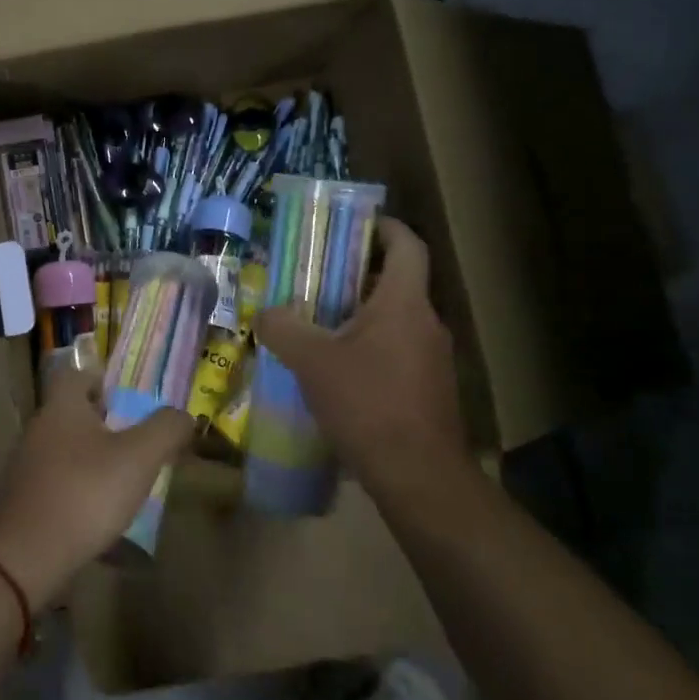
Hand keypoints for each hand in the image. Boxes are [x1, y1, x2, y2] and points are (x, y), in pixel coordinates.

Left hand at [0, 365, 194, 608]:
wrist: (27, 557)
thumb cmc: (86, 493)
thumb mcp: (139, 457)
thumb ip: (166, 429)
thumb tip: (183, 415)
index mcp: (61, 407)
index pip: (75, 374)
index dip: (102, 380)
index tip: (128, 399)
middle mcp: (38, 428)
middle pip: (71, 413)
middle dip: (103, 423)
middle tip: (135, 441)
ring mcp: (25, 466)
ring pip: (64, 449)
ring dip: (91, 459)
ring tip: (121, 481)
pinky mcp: (22, 500)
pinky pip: (56, 482)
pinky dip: (77, 489)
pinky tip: (97, 513)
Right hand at [252, 217, 468, 502]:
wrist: (418, 475)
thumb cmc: (368, 404)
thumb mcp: (312, 361)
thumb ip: (282, 328)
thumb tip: (266, 313)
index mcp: (404, 303)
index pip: (407, 245)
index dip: (385, 226)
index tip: (354, 223)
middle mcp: (426, 323)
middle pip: (396, 281)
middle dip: (357, 273)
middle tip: (315, 277)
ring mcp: (432, 358)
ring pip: (395, 319)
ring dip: (359, 314)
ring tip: (316, 324)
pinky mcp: (429, 389)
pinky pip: (396, 351)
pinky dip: (368, 347)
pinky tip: (336, 371)